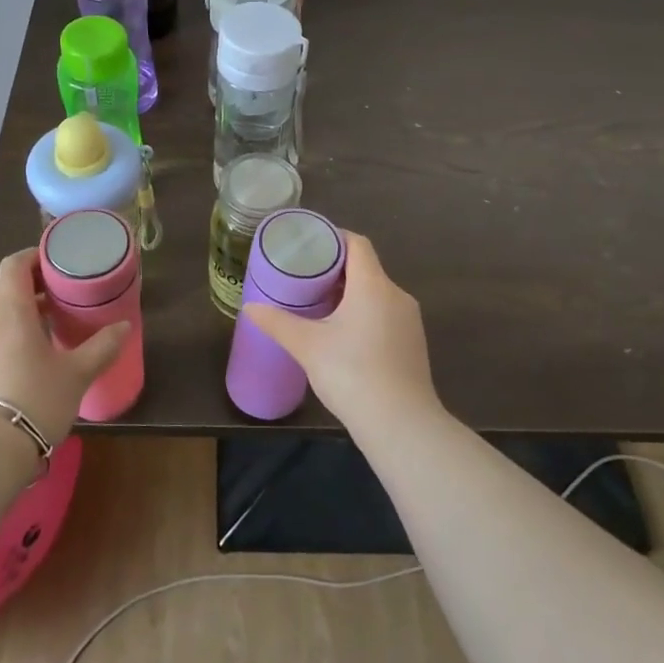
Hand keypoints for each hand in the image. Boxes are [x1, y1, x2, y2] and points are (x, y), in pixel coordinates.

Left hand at [0, 248, 130, 447]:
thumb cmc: (35, 400)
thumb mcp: (77, 374)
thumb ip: (102, 346)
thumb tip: (124, 326)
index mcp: (9, 310)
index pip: (15, 264)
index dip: (35, 256)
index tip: (59, 261)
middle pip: (5, 287)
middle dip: (33, 284)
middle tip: (63, 292)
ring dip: (21, 310)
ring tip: (50, 322)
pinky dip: (9, 332)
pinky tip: (29, 354)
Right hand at [242, 232, 440, 431]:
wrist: (401, 424)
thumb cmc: (352, 374)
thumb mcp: (307, 346)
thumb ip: (278, 322)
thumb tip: (250, 308)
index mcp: (372, 285)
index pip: (357, 243)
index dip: (333, 238)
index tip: (308, 245)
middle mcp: (396, 294)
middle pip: (366, 267)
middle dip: (336, 269)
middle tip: (304, 277)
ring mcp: (410, 320)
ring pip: (376, 292)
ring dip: (350, 293)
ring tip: (319, 304)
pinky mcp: (413, 343)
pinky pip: (386, 313)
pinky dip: (365, 312)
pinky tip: (344, 334)